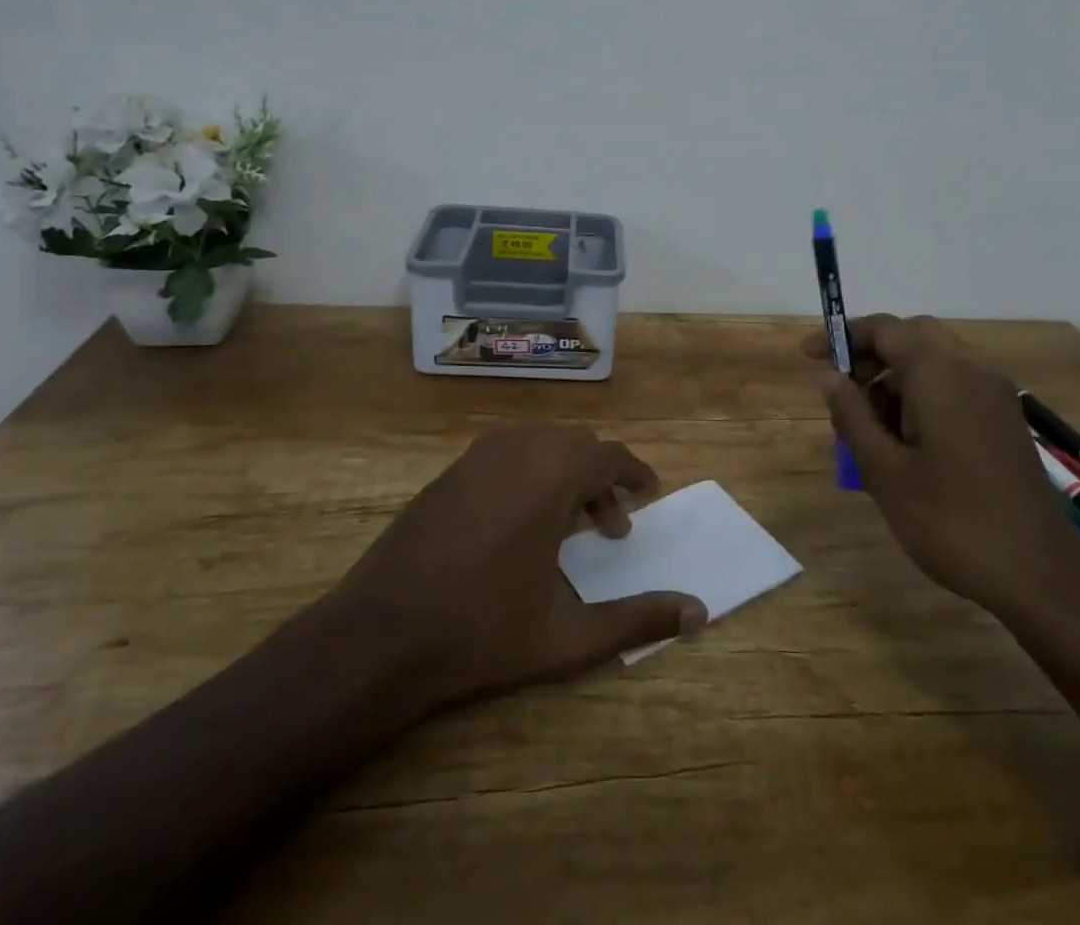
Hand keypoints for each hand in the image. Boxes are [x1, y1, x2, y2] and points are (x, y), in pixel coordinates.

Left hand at [291, 424, 705, 711]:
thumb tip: (699, 613)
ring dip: (565, 473)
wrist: (380, 635)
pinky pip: (507, 452)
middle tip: (609, 529)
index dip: (634, 473)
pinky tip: (519, 523)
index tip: (648, 494)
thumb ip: (637, 619)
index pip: (609, 455)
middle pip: (577, 444)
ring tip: (565, 526)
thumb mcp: (568, 635)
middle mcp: (518, 449)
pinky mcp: (449, 470)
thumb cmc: (482, 632)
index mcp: (552, 475)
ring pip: (540, 443)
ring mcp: (477, 455)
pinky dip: (530, 471)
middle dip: (600, 479)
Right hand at [802, 314, 1079, 615]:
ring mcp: (994, 395)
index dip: (842, 336)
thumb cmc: (951, 521)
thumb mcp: (884, 471)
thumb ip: (853, 415)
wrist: (1040, 577)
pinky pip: (956, 387)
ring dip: (896, 380)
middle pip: (912, 337)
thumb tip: (829, 375)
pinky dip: (923, 397)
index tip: (809, 356)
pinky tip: (907, 446)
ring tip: (870, 433)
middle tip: (844, 394)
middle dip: (872, 356)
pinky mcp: (1005, 421)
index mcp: (940, 373)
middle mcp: (971, 370)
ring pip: (935, 362)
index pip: (884, 329)